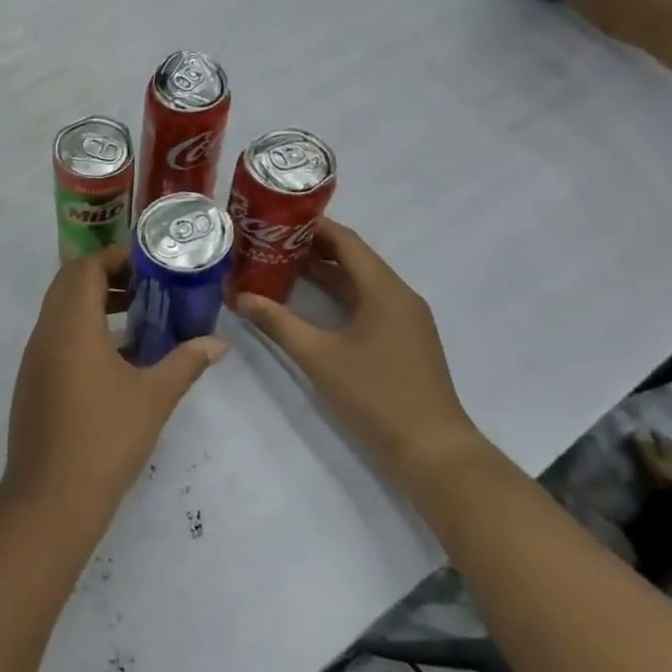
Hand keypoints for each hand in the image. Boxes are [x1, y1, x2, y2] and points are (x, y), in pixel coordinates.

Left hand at [4, 247, 226, 531]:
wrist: (50, 498)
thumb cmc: (105, 439)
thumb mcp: (154, 397)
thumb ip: (186, 362)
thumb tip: (219, 343)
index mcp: (72, 324)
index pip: (86, 267)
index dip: (116, 258)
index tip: (150, 264)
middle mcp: (46, 331)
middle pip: (69, 282)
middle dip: (107, 276)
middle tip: (147, 286)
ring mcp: (35, 356)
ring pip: (60, 309)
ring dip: (93, 302)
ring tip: (137, 316)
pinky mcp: (32, 379)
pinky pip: (55, 334)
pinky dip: (82, 328)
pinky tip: (116, 356)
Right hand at [236, 220, 477, 486]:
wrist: (433, 452)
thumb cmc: (375, 395)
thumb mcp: (318, 356)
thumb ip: (277, 323)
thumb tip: (238, 297)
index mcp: (384, 289)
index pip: (346, 241)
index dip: (310, 226)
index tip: (274, 219)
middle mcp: (399, 295)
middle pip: (353, 258)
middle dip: (311, 248)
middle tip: (268, 242)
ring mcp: (405, 319)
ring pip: (360, 281)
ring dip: (324, 272)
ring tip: (279, 266)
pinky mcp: (404, 339)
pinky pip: (367, 302)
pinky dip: (338, 295)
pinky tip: (309, 303)